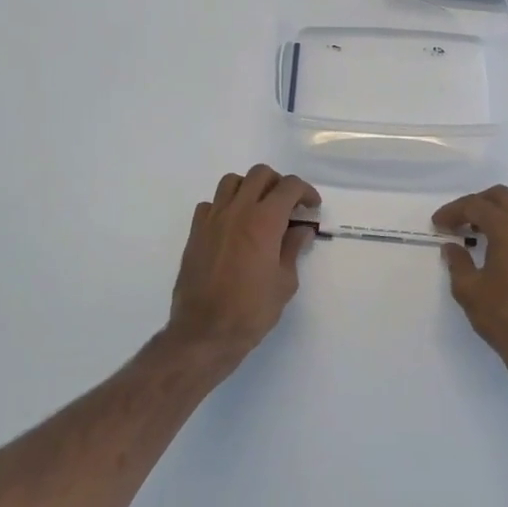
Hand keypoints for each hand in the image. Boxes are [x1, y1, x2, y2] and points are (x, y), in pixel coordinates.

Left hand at [166, 165, 319, 357]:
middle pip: (260, 174)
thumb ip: (293, 249)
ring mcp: (213, 219)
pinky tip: (232, 226)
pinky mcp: (195, 232)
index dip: (305, 192)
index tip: (312, 206)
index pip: (289, 187)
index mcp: (264, 220)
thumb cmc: (251, 310)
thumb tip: (301, 230)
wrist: (204, 332)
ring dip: (250, 188)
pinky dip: (225, 206)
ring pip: (232, 182)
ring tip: (259, 210)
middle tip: (288, 206)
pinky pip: (211, 204)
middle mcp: (237, 210)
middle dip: (279, 184)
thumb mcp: (285, 282)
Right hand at [433, 186, 507, 383]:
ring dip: (502, 211)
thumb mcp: (468, 291)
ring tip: (484, 229)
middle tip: (458, 221)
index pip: (476, 206)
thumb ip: (457, 262)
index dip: (453, 211)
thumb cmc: (503, 319)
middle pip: (503, 197)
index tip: (438, 223)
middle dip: (477, 203)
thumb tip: (452, 247)